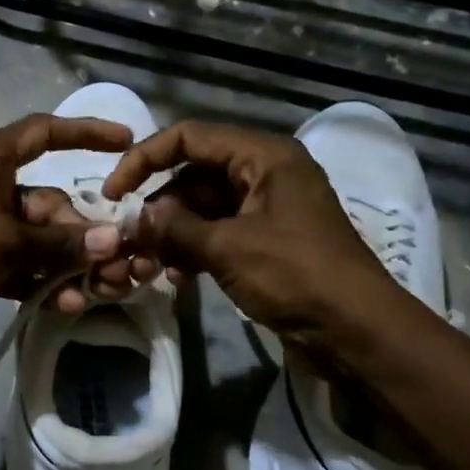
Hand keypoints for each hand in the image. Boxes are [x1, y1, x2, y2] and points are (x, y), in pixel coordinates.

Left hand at [0, 114, 135, 354]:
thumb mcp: (1, 242)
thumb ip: (57, 242)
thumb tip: (113, 240)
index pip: (42, 133)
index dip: (85, 132)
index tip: (125, 141)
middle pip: (49, 200)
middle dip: (81, 230)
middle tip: (114, 260)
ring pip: (38, 238)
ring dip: (66, 262)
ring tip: (96, 290)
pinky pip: (21, 265)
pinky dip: (41, 281)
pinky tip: (66, 304)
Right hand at [103, 120, 401, 352]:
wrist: (356, 331)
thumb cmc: (296, 275)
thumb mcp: (228, 248)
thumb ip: (176, 227)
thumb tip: (136, 217)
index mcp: (264, 156)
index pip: (189, 137)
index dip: (144, 159)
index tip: (113, 193)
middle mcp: (265, 173)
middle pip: (194, 173)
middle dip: (159, 205)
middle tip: (129, 238)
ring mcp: (266, 208)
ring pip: (204, 207)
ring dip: (173, 232)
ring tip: (148, 263)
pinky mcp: (266, 241)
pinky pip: (218, 233)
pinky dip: (194, 249)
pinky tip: (175, 276)